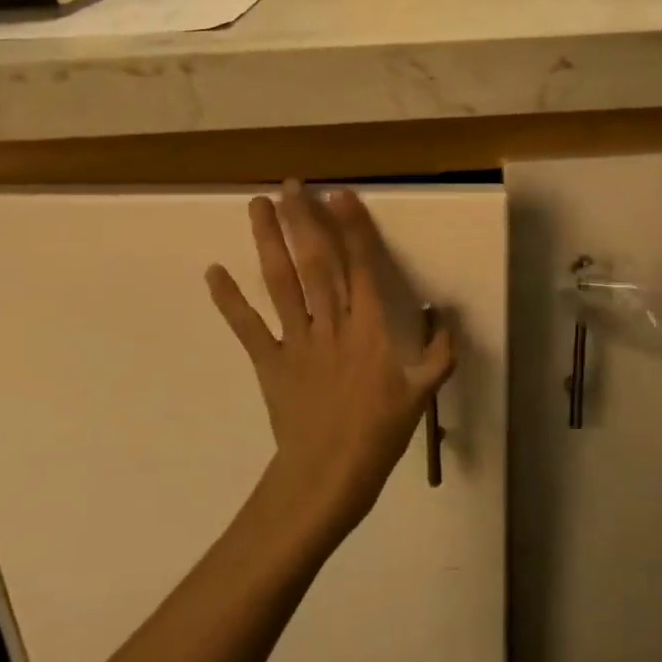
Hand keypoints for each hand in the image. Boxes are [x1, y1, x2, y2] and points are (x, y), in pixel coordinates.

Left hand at [207, 183, 453, 539]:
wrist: (328, 477)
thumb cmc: (378, 436)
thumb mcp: (420, 397)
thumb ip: (438, 357)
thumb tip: (448, 323)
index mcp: (369, 329)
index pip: (361, 267)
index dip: (352, 228)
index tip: (340, 195)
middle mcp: (331, 324)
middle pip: (316, 262)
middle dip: (304, 220)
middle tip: (291, 184)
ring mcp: (296, 340)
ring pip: (282, 282)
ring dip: (269, 242)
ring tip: (258, 205)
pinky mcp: (269, 362)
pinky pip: (248, 327)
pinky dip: (229, 300)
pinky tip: (213, 272)